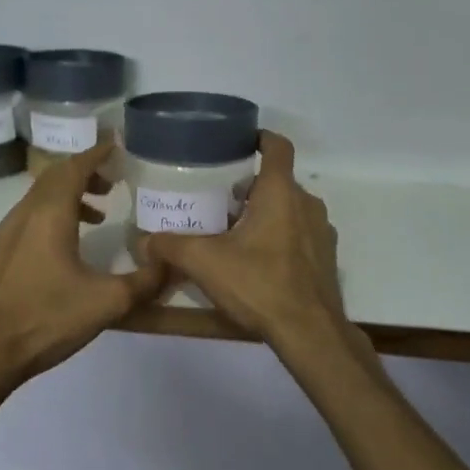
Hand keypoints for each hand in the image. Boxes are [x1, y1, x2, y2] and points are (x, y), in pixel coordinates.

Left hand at [0, 141, 167, 383]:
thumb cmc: (45, 319)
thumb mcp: (107, 303)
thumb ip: (145, 281)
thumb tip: (170, 263)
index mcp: (49, 215)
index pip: (74, 168)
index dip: (96, 154)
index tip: (116, 146)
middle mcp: (23, 215)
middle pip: (54, 177)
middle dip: (85, 172)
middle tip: (113, 182)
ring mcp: (3, 234)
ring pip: (38, 198)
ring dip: (68, 196)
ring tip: (97, 215)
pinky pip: (27, 218)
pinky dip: (51, 216)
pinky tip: (64, 248)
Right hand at [137, 132, 348, 352]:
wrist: (310, 332)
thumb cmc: (259, 284)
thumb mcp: (205, 263)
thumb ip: (171, 246)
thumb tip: (143, 241)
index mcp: (281, 192)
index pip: (278, 147)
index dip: (260, 137)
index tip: (240, 141)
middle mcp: (307, 204)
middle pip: (278, 182)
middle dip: (250, 187)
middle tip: (218, 199)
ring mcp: (321, 232)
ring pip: (290, 209)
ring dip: (265, 213)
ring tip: (234, 232)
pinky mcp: (326, 257)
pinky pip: (300, 234)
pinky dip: (280, 237)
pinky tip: (258, 261)